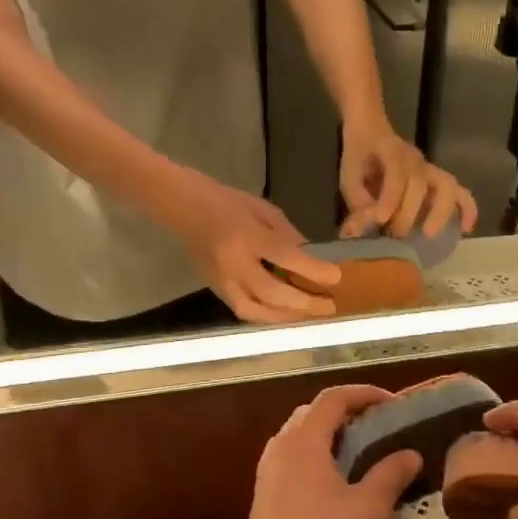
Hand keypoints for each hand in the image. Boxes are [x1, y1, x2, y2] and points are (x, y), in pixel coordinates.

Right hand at [163, 175, 340, 322]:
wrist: (181, 207)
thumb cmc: (225, 201)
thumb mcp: (263, 209)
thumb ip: (288, 235)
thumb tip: (312, 259)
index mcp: (247, 236)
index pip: (286, 258)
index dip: (313, 271)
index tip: (336, 278)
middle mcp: (233, 263)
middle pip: (272, 293)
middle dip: (304, 303)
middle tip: (330, 307)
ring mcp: (221, 280)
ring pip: (256, 311)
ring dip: (286, 317)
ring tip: (310, 315)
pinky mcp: (215, 290)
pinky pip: (244, 311)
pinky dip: (267, 316)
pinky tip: (285, 314)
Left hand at [235, 386, 423, 518]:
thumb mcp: (369, 508)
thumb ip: (390, 474)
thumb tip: (410, 453)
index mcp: (303, 440)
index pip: (334, 398)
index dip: (365, 394)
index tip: (395, 404)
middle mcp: (281, 449)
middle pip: (313, 414)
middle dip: (347, 414)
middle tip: (380, 428)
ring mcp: (268, 476)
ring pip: (301, 440)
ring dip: (332, 439)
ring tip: (364, 456)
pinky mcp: (266, 501)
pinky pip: (295, 464)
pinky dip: (319, 461)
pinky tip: (341, 488)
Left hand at [339, 119, 477, 238]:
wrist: (372, 130)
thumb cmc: (360, 154)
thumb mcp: (348, 174)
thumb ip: (356, 199)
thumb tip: (362, 228)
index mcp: (392, 153)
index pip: (397, 175)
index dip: (390, 199)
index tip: (380, 220)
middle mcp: (416, 161)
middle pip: (422, 184)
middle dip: (409, 213)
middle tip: (395, 234)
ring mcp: (431, 170)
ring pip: (447, 187)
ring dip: (441, 213)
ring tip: (428, 234)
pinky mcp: (439, 181)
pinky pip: (461, 193)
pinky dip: (466, 210)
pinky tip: (465, 229)